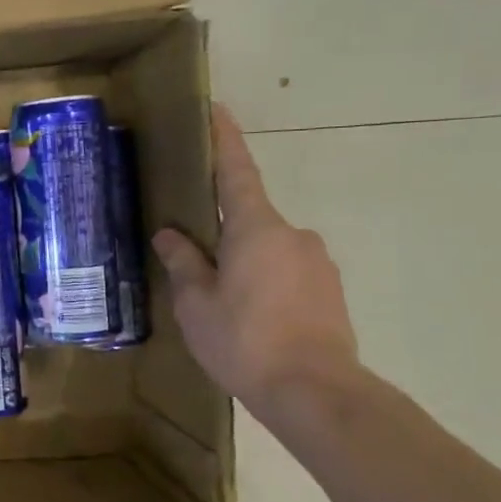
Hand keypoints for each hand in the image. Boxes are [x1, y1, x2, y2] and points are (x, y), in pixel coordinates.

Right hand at [151, 105, 359, 417]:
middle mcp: (293, 235)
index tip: (217, 109)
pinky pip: (285, 272)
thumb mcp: (196, 302)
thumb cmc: (244, 339)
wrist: (316, 392)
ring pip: (266, 249)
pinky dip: (262, 283)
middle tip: (191, 259)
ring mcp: (317, 263)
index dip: (224, 140)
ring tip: (218, 301)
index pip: (236, 172)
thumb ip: (183, 263)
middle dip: (221, 232)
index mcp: (256, 229)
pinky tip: (247, 317)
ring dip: (241, 263)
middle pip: (248, 218)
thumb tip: (171, 234)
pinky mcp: (329, 291)